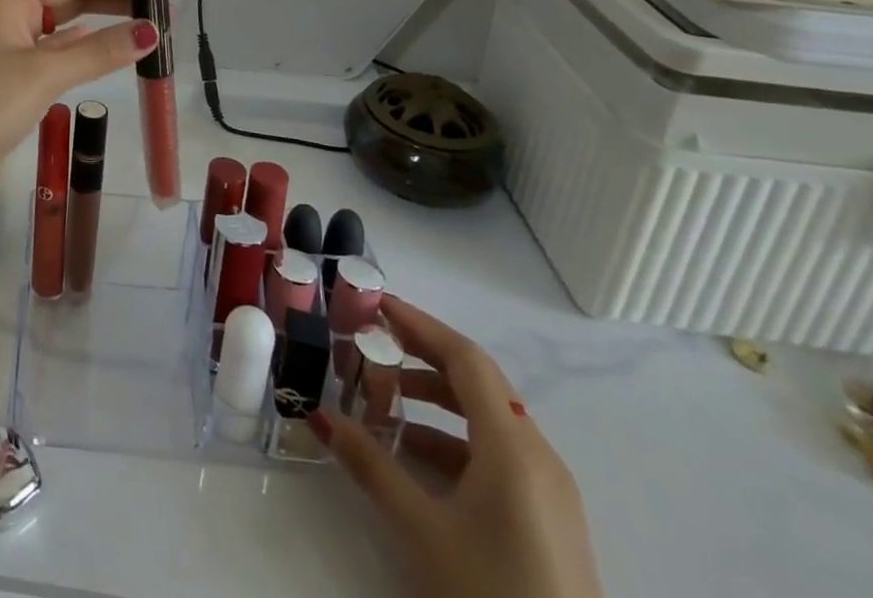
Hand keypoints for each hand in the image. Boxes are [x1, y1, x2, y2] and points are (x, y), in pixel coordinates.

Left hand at [0, 0, 158, 208]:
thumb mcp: (44, 74)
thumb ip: (99, 51)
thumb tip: (152, 31)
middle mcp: (11, 10)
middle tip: (165, 7)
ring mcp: (10, 43)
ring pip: (67, 23)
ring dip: (105, 23)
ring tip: (149, 26)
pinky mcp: (13, 74)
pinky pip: (58, 50)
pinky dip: (86, 48)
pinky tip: (111, 48)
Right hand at [312, 297, 604, 597]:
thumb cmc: (492, 596)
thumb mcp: (422, 530)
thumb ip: (371, 465)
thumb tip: (322, 417)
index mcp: (514, 447)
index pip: (465, 358)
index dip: (419, 324)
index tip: (376, 305)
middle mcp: (539, 457)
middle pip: (478, 382)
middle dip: (422, 356)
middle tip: (372, 342)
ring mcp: (550, 492)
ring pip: (487, 419)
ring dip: (435, 400)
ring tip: (384, 401)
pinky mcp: (550, 522)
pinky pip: (498, 454)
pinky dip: (453, 439)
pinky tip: (416, 458)